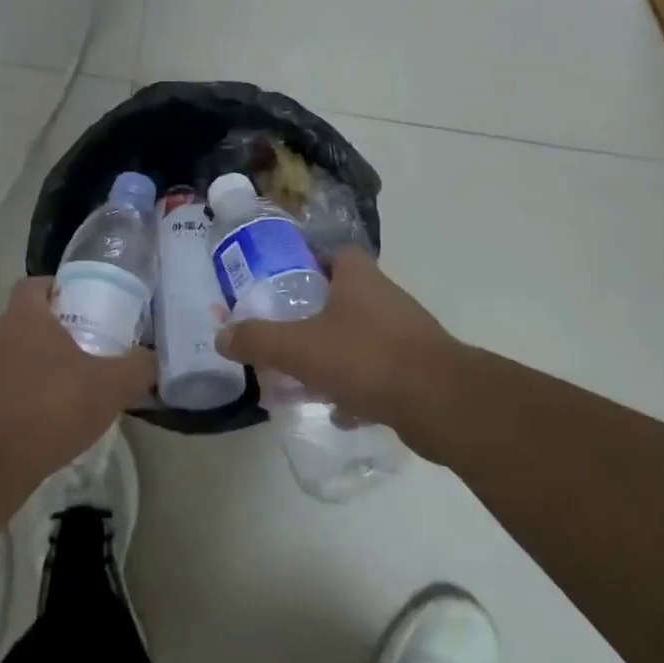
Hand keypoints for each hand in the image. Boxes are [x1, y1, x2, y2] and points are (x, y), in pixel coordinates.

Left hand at [0, 278, 156, 477]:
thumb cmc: (51, 407)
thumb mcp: (111, 386)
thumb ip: (138, 368)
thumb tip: (152, 359)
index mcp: (25, 317)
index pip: (35, 284)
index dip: (59, 288)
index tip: (86, 304)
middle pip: (29, 320)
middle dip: (58, 330)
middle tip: (92, 346)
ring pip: (18, 355)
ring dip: (43, 365)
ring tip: (76, 386)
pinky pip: (9, 388)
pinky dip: (29, 395)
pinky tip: (54, 418)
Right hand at [215, 248, 466, 446]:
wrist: (441, 403)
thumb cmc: (366, 359)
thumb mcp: (298, 347)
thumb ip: (257, 339)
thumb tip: (222, 334)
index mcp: (358, 278)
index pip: (332, 252)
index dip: (306, 260)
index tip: (280, 281)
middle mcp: (384, 298)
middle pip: (342, 296)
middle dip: (311, 315)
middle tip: (281, 332)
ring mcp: (404, 335)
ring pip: (357, 337)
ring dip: (332, 354)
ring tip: (301, 377)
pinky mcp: (416, 370)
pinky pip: (375, 372)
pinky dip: (355, 388)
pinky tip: (337, 410)